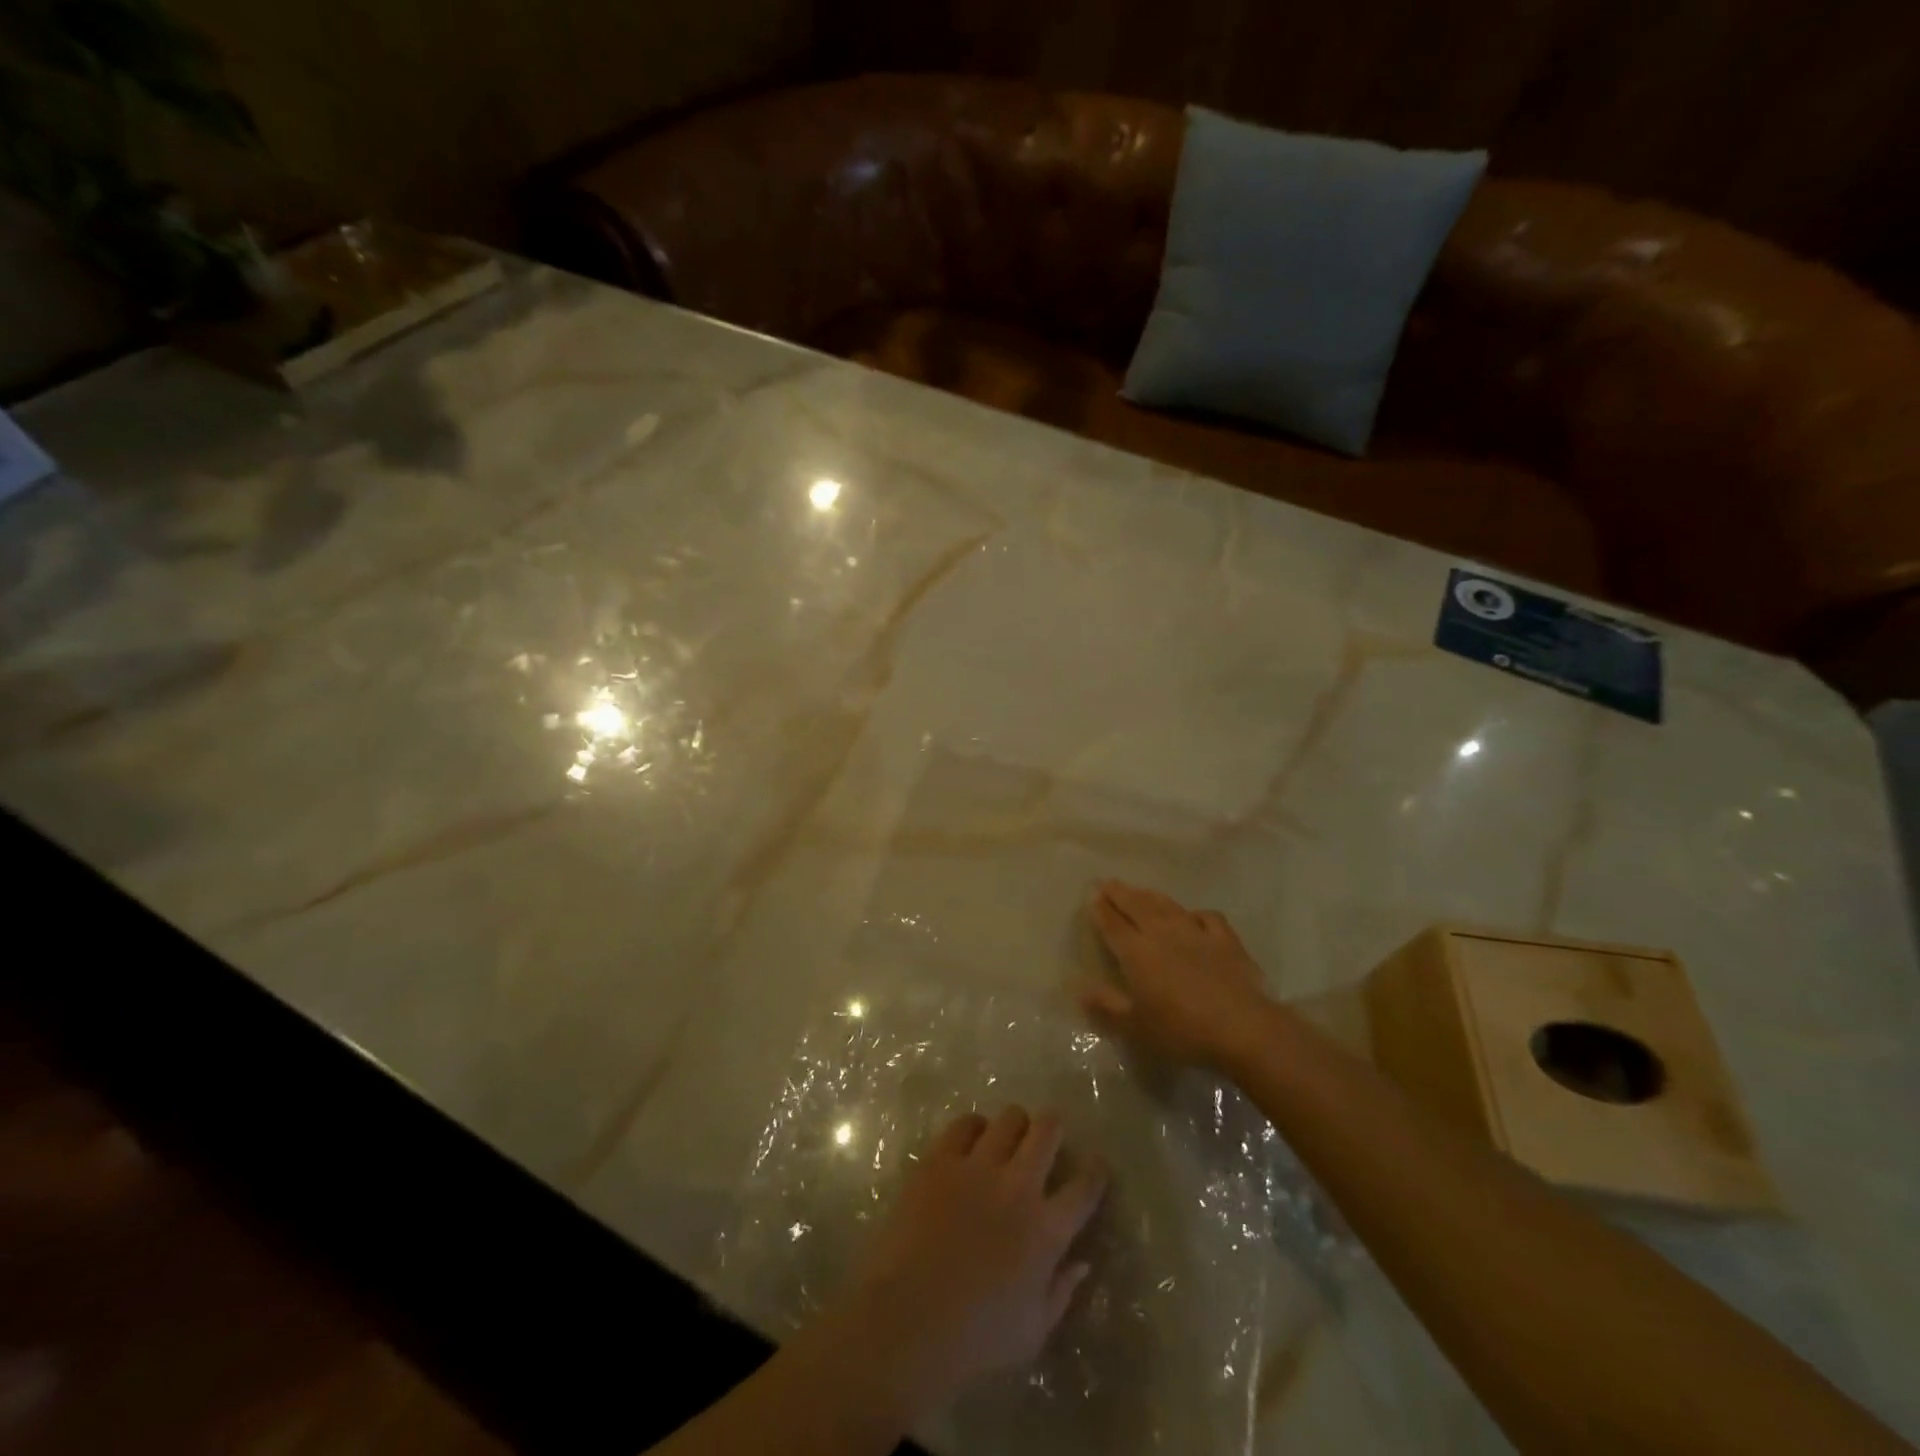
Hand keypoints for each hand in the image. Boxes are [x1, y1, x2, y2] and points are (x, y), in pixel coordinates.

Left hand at [838, 1107, 1106, 1419]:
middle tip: (1048, 1138)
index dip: (1096, 1170)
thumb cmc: (976, 1339)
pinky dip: (973, 1127)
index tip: (1097, 1163)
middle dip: (1053, 1127)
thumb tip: (1081, 1262)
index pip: (1085, 1187)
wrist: (908, 1321)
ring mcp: (978, 1166)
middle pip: (1047, 1131)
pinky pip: (964, 1123)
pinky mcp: (940, 1159)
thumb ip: (1061, 1292)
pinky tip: (971, 1141)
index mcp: (1047, 1230)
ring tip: (1008, 1137)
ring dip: (1015, 1125)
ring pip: (1009, 1118)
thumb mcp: (1033, 1332)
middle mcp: (1018, 1186)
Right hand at [1082, 880, 1270, 1064]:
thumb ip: (1107, 1007)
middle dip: (1120, 894)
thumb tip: (1080, 988)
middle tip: (1108, 883)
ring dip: (1150, 896)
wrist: (1243, 1029)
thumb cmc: (1183, 1031)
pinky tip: (1193, 916)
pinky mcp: (1226, 941)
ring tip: (1140, 891)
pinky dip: (1195, 913)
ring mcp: (1197, 934)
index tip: (1092, 896)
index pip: (1114, 925)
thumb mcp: (1136, 1027)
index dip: (1101, 910)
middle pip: (1137, 907)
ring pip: (1168, 907)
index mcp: (1137, 953)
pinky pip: (1207, 918)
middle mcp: (1163, 934)